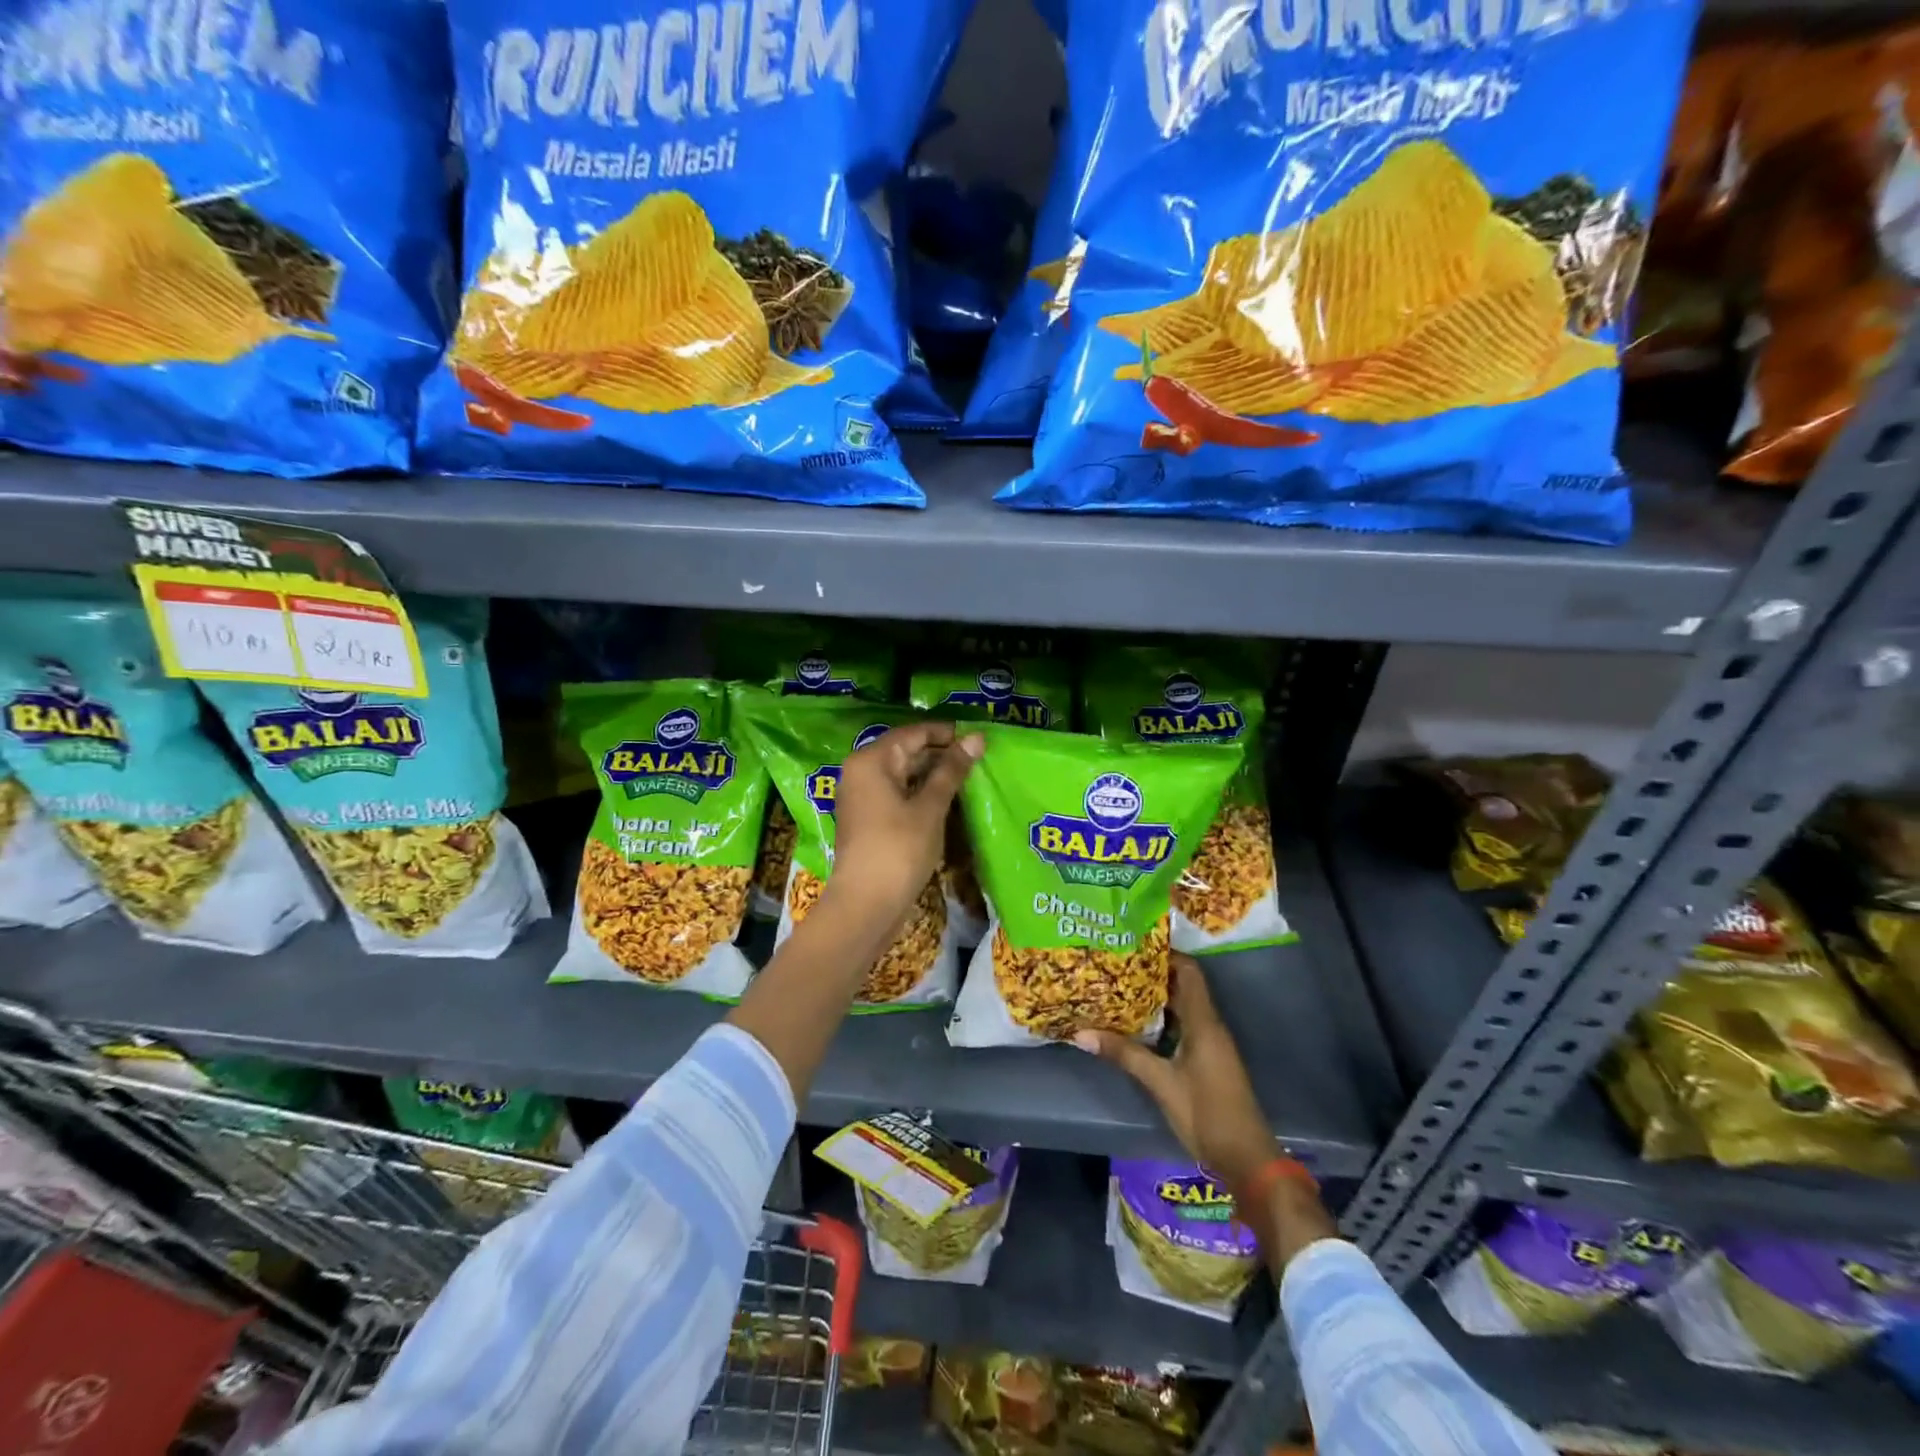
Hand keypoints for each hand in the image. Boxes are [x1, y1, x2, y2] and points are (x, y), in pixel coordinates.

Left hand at [827, 721, 983, 930]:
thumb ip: (952, 770)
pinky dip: (920, 793)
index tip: (979, 738)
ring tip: (970, 777)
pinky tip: (948, 800)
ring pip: (903, 774)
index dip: (947, 733)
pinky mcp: (868, 818)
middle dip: (941, 754)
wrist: (866, 905)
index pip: (914, 733)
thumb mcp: (930, 807)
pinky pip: (897, 794)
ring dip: (933, 775)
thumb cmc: (899, 849)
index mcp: (872, 760)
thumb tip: (976, 738)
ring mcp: (862, 796)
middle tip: (979, 758)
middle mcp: (861, 771)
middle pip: (906, 751)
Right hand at [1074, 954, 1278, 1188]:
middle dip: (1153, 973)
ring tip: (1120, 986)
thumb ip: (1124, 1054)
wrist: (1247, 1159)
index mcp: (1204, 1022)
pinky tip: (1136, 1024)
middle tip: (1118, 963)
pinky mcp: (1206, 1060)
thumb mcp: (1161, 1083)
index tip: (1135, 942)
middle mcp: (1209, 1025)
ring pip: (1182, 1007)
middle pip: (1183, 986)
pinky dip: (1162, 1019)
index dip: (1166, 954)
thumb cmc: (1207, 1113)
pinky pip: (1183, 1026)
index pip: (1188, 972)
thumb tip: (1081, 1033)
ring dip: (1156, 997)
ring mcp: (1210, 1043)